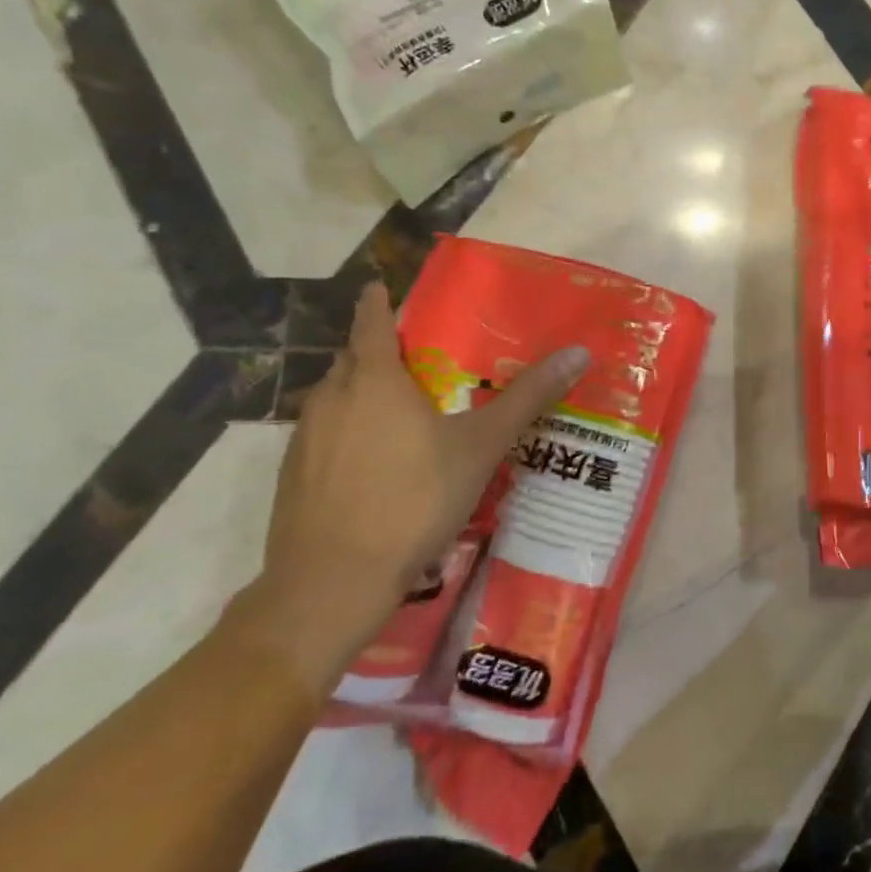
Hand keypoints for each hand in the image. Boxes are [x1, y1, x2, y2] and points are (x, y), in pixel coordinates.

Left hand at [251, 281, 589, 664]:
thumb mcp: (481, 446)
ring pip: (333, 399)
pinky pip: (322, 436)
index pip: (370, 323)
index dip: (376, 303)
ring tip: (398, 410)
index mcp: (374, 381)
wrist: (331, 583)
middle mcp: (331, 400)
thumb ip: (527, 397)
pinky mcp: (292, 478)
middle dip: (374, 351)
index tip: (380, 288)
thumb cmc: (413, 500)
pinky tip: (372, 464)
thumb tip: (578, 352)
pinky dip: (345, 433)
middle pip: (350, 360)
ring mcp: (304, 441)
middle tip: (414, 358)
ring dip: (359, 393)